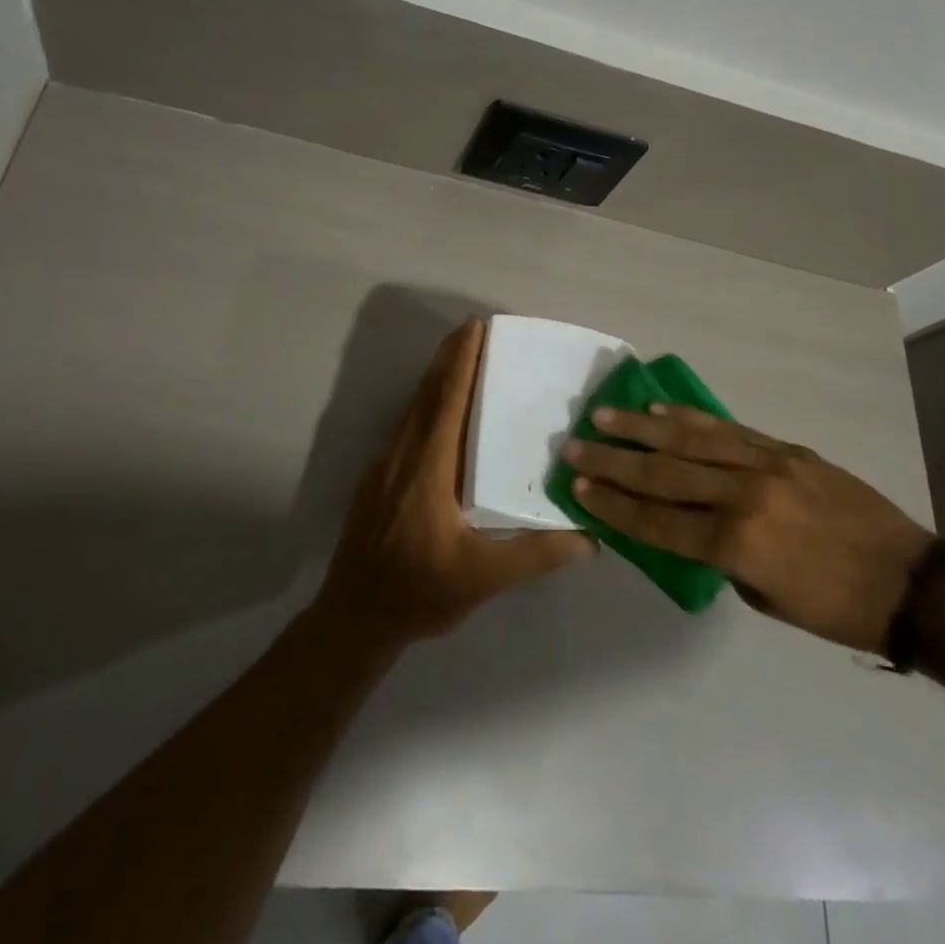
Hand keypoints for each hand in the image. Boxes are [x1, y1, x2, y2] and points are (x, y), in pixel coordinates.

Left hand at [315, 318, 593, 648]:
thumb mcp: (484, 577)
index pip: (447, 399)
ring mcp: (384, 465)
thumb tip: (591, 536)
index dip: (461, 361)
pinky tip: (439, 415)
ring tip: (460, 360)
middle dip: (449, 357)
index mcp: (429, 467)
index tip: (475, 326)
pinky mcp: (375, 479)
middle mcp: (404, 454)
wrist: (354, 617)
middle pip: (427, 393)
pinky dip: (425, 405)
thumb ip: (537, 554)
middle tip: (473, 329)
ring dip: (436, 378)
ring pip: (412, 408)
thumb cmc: (420, 591)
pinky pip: (405, 426)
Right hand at [564, 405, 934, 653]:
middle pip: (663, 474)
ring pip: (689, 441)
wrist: (908, 581)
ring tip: (602, 416)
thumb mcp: (764, 596)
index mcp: (737, 544)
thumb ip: (717, 557)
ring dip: (639, 428)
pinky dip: (688, 420)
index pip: (659, 521)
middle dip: (612, 462)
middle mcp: (743, 495)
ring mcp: (765, 465)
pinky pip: (727, 429)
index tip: (580, 488)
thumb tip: (682, 525)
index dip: (614, 506)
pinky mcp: (784, 449)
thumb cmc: (833, 607)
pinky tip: (659, 411)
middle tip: (573, 446)